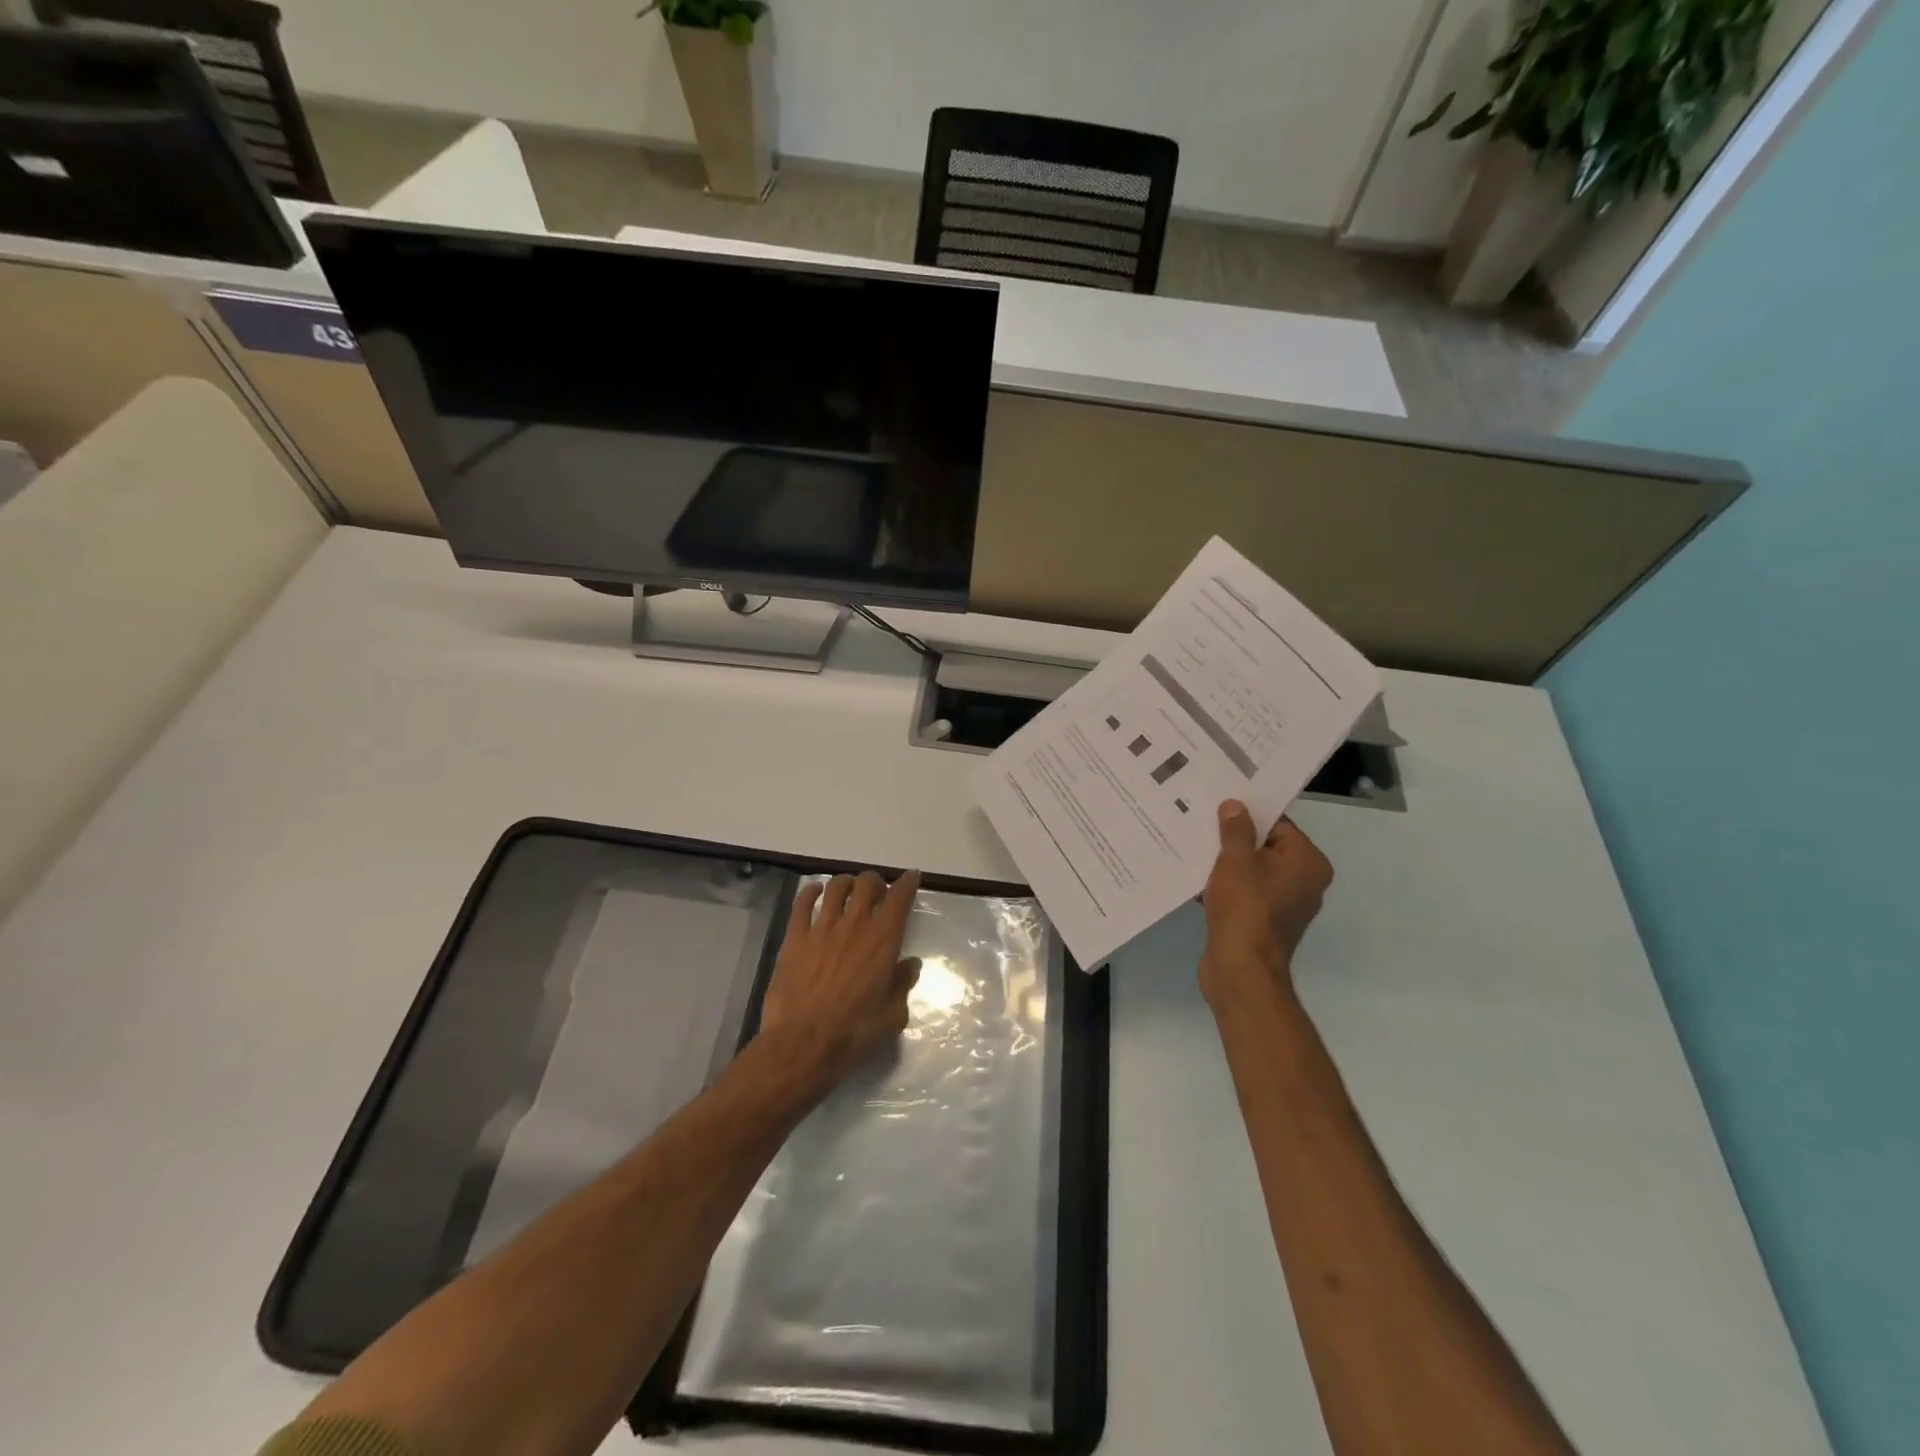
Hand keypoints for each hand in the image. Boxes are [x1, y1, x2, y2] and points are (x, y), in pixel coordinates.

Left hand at [759, 870, 922, 1089]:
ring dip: (846, 883)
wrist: (802, 1043)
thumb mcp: (892, 1015)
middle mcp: (855, 925)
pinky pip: (803, 903)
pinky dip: (811, 892)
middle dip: (875, 881)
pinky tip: (815, 892)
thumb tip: (910, 965)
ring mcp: (822, 928)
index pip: (900, 898)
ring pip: (836, 887)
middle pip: (867, 883)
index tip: (911, 877)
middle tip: (877, 891)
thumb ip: (903, 985)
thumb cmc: (854, 1032)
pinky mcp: (795, 937)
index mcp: (883, 940)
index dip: (908, 883)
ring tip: (848, 889)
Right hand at [1200, 801, 1332, 1010]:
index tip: (1219, 805)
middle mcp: (1304, 882)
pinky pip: (1245, 892)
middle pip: (1265, 847)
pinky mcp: (1264, 922)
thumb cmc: (1245, 908)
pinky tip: (1196, 878)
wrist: (1241, 969)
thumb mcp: (1236, 861)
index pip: (1278, 825)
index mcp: (1308, 863)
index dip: (1248, 814)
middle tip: (1202, 821)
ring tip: (1194, 847)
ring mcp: (1285, 904)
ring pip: (1252, 871)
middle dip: (1233, 838)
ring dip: (1225, 863)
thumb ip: (1236, 830)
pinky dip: (1224, 885)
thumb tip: (1235, 805)